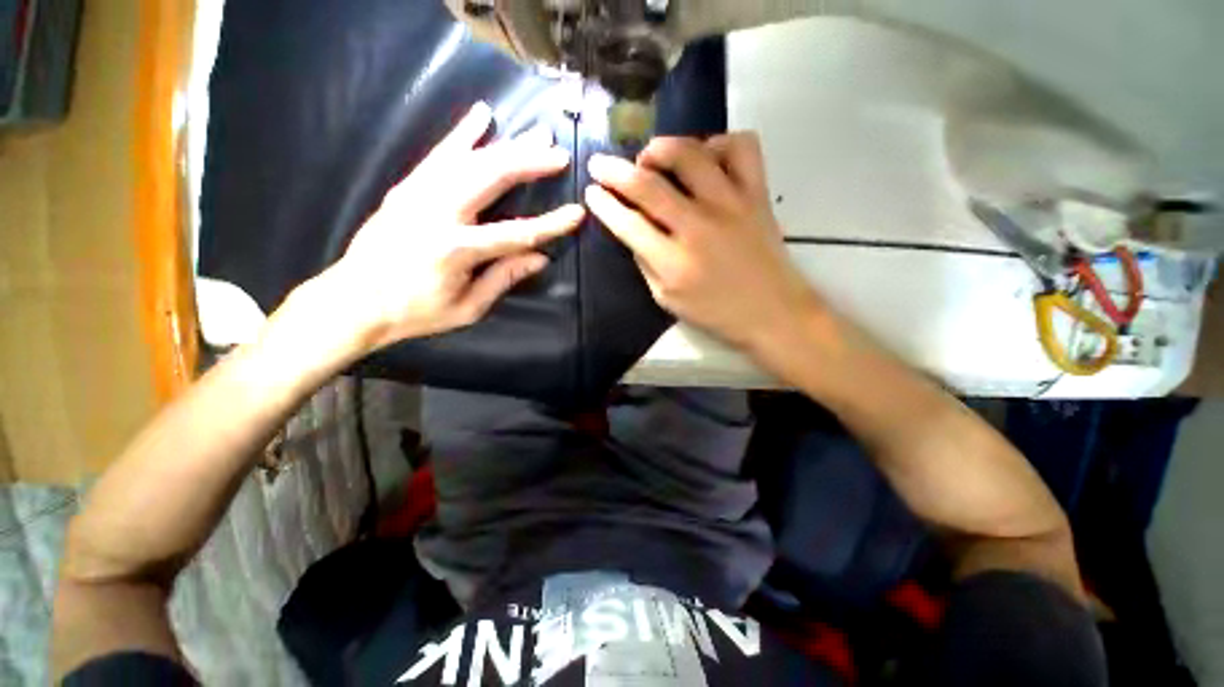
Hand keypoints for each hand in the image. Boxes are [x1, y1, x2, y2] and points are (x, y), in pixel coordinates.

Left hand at [309, 102, 584, 354]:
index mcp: (456, 250)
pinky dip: (463, 132)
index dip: (551, 224)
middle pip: (492, 178)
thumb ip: (504, 279)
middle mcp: (438, 212)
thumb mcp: (468, 308)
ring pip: (470, 158)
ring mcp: (418, 193)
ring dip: (507, 144)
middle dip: (530, 163)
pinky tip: (482, 114)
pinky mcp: (407, 186)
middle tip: (559, 154)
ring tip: (537, 134)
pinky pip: (440, 153)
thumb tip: (540, 258)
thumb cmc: (416, 312)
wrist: (354, 300)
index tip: (577, 214)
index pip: (516, 233)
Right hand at [585, 134, 820, 354]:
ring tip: (651, 158)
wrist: (772, 312)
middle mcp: (699, 226)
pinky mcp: (757, 194)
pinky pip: (740, 147)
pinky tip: (706, 159)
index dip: (603, 205)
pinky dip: (718, 144)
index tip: (591, 191)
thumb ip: (645, 264)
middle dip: (615, 170)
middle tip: (601, 164)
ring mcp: (731, 204)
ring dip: (661, 148)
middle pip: (649, 185)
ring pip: (690, 154)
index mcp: (673, 262)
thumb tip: (631, 229)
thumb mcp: (667, 300)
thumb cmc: (715, 312)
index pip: (628, 223)